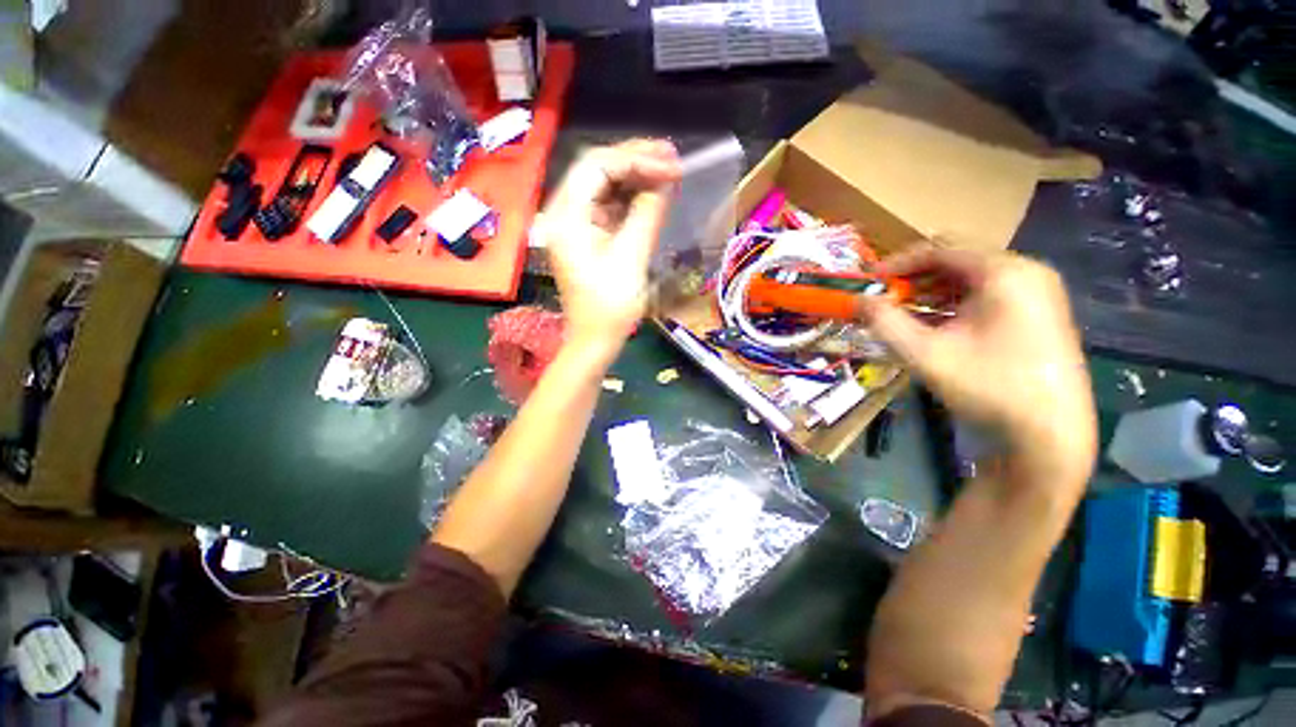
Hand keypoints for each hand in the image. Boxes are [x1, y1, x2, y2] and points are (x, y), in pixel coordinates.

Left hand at [536, 139, 681, 357]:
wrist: (595, 340)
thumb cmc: (610, 306)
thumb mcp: (632, 257)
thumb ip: (648, 213)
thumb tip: (665, 180)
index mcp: (567, 217)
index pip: (596, 165)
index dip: (635, 158)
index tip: (671, 162)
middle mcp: (564, 213)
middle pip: (597, 170)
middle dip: (635, 161)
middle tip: (672, 157)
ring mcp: (574, 225)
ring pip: (603, 186)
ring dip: (635, 177)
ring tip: (667, 170)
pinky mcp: (586, 237)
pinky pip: (607, 207)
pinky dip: (630, 199)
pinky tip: (652, 194)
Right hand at [859, 247, 1096, 490]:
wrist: (1049, 436)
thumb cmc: (988, 387)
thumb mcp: (924, 354)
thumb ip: (884, 322)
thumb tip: (855, 301)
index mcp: (1004, 272)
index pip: (940, 248)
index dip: (898, 263)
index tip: (868, 282)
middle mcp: (1026, 272)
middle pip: (958, 259)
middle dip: (914, 277)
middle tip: (884, 298)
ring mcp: (1037, 293)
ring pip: (972, 278)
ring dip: (932, 291)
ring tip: (903, 313)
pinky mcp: (1039, 314)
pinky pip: (988, 294)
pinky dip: (955, 303)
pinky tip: (935, 325)